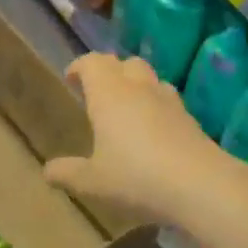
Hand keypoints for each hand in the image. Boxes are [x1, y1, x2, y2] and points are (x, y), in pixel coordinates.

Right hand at [43, 54, 230, 224]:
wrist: (201, 185)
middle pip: (122, 62)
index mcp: (108, 93)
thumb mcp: (93, 182)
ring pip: (148, 76)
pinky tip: (153, 127)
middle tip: (97, 91)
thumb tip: (47, 171)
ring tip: (125, 106)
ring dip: (134, 83)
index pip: (92, 62)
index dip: (80, 67)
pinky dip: (155, 103)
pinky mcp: (189, 116)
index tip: (72, 79)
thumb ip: (68, 173)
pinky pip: (167, 98)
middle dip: (108, 71)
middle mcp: (137, 87)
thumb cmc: (136, 178)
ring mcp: (168, 99)